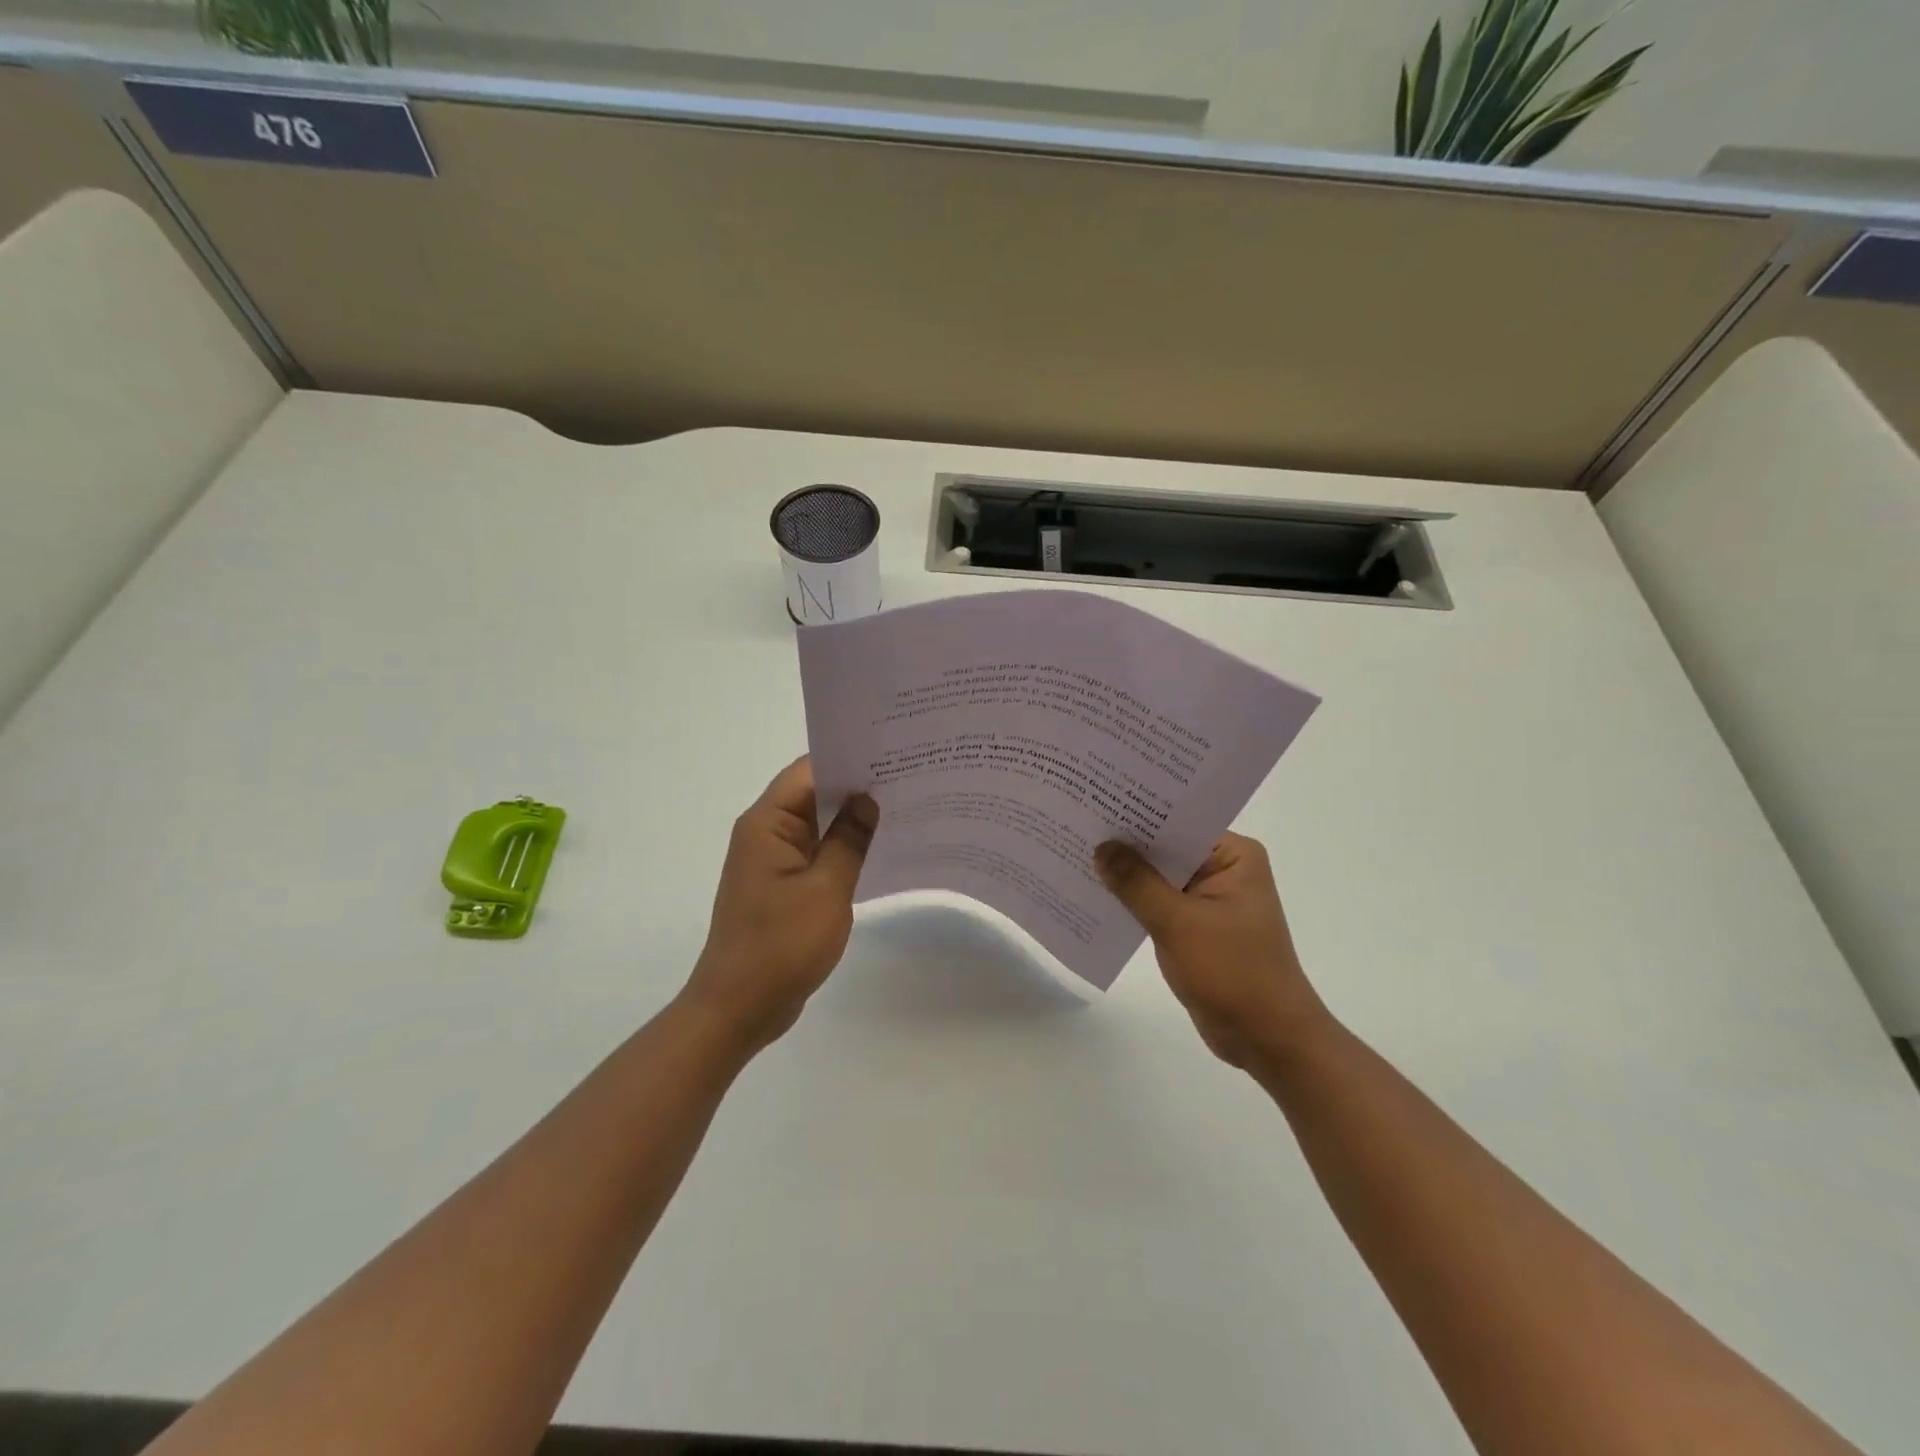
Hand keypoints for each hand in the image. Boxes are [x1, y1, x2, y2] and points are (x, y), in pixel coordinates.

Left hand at [683, 758, 877, 1052]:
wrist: (739, 1008)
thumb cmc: (780, 945)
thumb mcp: (826, 889)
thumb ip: (850, 840)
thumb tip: (868, 799)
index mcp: (767, 823)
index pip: (809, 771)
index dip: (849, 759)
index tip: (892, 754)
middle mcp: (766, 832)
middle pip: (813, 793)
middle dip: (857, 786)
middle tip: (909, 778)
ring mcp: (773, 860)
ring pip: (817, 824)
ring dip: (851, 818)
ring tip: (904, 806)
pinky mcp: (782, 885)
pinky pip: (816, 852)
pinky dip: (843, 847)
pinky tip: (880, 848)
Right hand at [1096, 833, 1328, 1069]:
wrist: (1269, 1040)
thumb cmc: (1233, 973)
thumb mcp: (1178, 923)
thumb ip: (1137, 883)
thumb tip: (1102, 847)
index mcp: (1233, 856)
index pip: (1178, 822)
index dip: (1137, 814)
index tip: (1095, 802)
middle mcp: (1224, 869)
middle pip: (1166, 848)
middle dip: (1126, 843)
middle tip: (1076, 824)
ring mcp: (1211, 899)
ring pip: (1159, 877)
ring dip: (1126, 874)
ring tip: (1076, 854)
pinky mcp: (1197, 927)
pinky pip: (1159, 903)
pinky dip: (1134, 901)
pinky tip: (1096, 894)